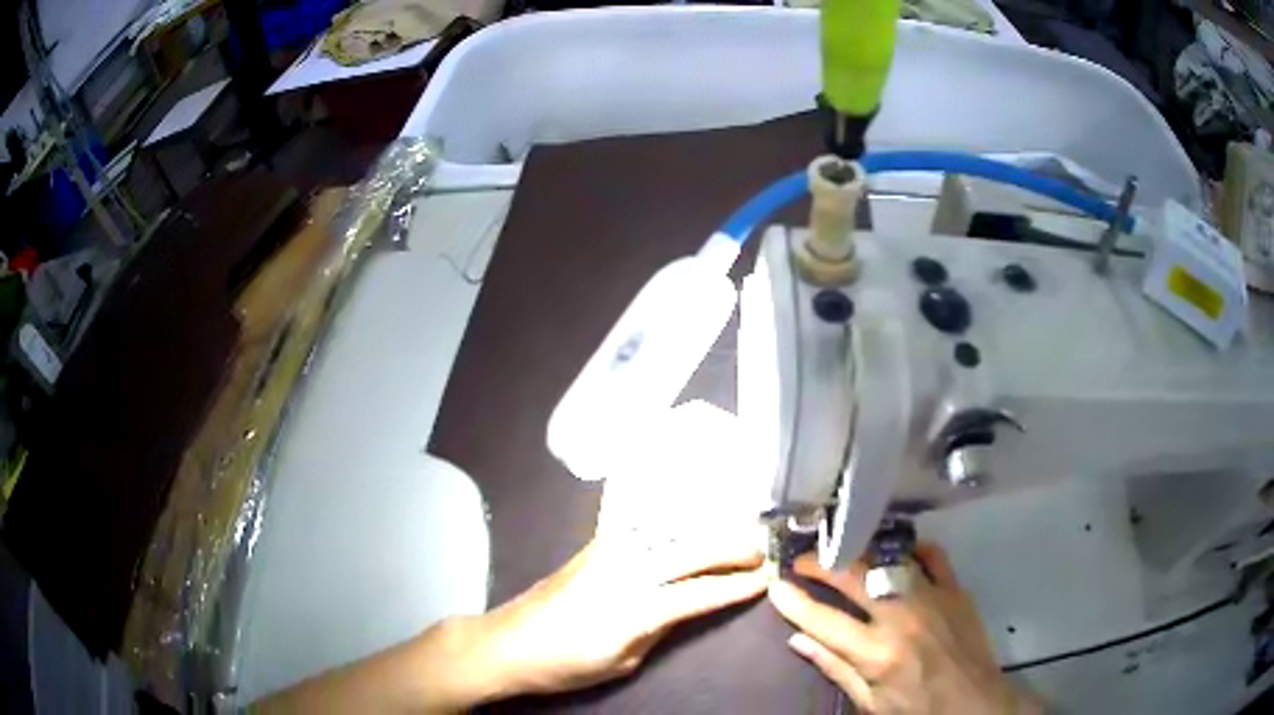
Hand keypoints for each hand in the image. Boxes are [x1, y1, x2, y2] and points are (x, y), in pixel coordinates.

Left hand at [460, 535, 768, 700]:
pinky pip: (642, 523)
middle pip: (692, 551)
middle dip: (732, 548)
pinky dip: (673, 517)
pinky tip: (689, 513)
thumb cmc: (566, 664)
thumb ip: (660, 629)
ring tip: (736, 529)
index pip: (700, 592)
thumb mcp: (623, 661)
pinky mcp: (594, 544)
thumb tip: (688, 604)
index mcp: (635, 608)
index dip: (736, 586)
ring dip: (708, 526)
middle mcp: (625, 570)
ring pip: (670, 529)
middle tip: (761, 549)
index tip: (766, 577)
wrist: (508, 643)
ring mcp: (607, 550)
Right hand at [767, 543, 1041, 713]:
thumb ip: (835, 668)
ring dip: (860, 552)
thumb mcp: (869, 702)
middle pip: (853, 578)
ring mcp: (932, 598)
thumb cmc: (916, 709)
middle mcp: (901, 618)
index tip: (775, 584)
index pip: (823, 619)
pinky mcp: (956, 590)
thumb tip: (798, 640)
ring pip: (890, 560)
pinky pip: (934, 556)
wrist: (973, 702)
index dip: (794, 601)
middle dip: (820, 564)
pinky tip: (898, 549)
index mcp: (876, 653)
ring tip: (840, 550)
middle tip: (801, 560)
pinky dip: (913, 548)